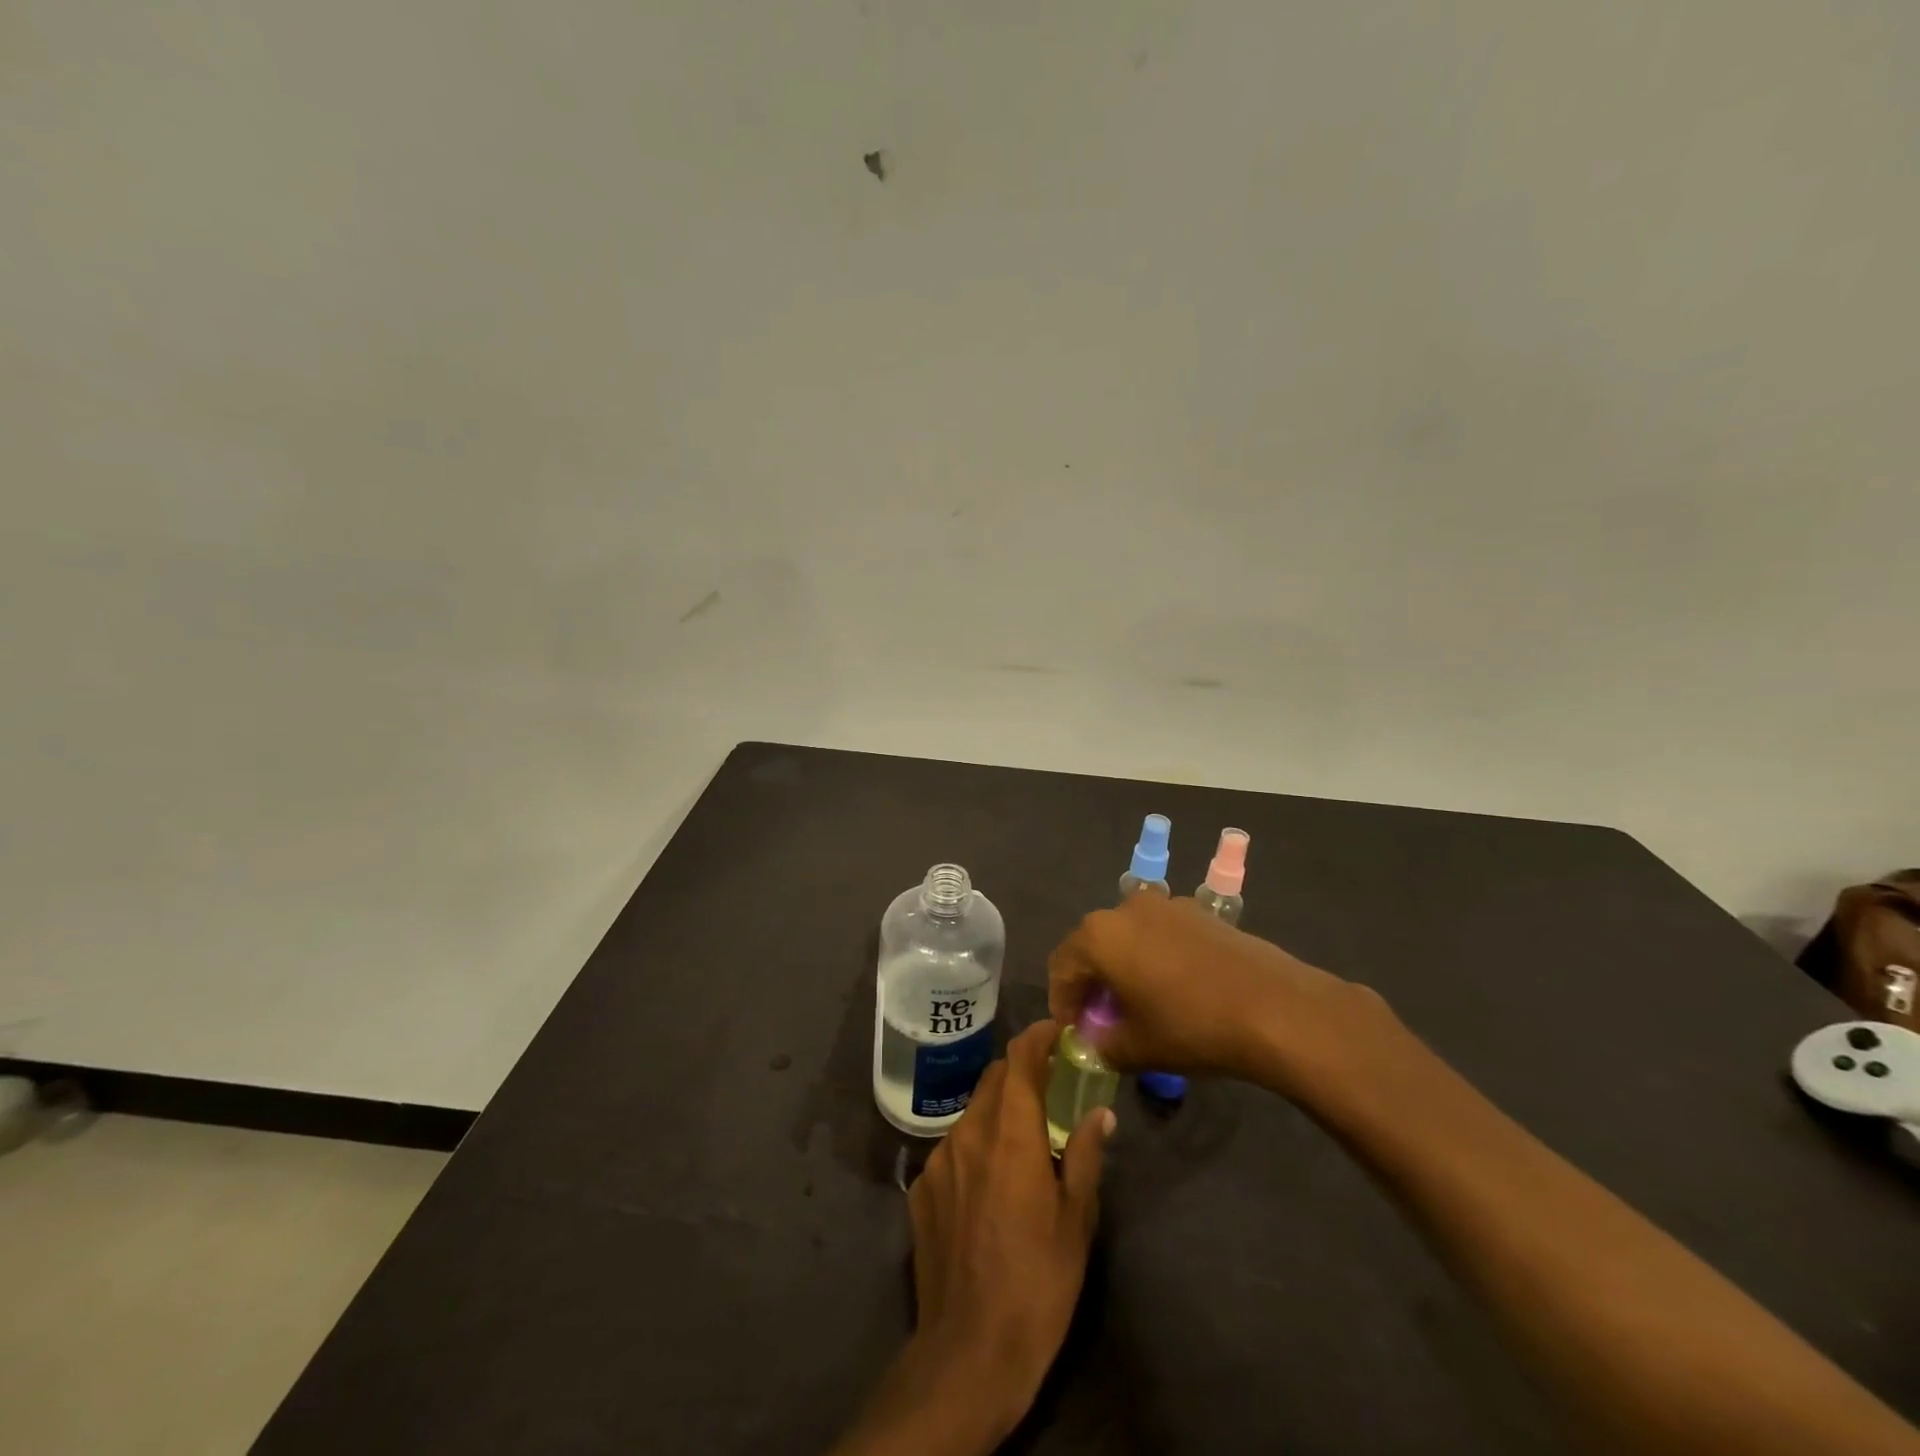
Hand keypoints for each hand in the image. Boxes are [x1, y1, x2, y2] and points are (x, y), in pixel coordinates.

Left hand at [833, 1023, 1112, 1455]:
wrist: (969, 1350)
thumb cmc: (1037, 1281)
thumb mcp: (1076, 1220)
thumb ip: (1084, 1156)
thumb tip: (1100, 1115)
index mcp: (1010, 1134)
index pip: (1019, 1059)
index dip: (1038, 1036)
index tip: (1057, 1030)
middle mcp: (968, 1133)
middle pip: (994, 1080)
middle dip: (1021, 1071)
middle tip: (1049, 1085)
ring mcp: (938, 1160)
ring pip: (972, 1113)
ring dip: (998, 1111)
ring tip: (1022, 1138)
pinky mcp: (919, 1188)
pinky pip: (952, 1149)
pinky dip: (975, 1147)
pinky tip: (989, 1183)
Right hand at [1047, 891, 1391, 1100]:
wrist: (1274, 1007)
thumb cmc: (1192, 1026)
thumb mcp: (1137, 1048)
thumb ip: (1103, 1046)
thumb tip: (1095, 1044)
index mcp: (1099, 935)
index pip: (1061, 966)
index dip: (1062, 1001)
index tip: (1073, 1032)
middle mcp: (1125, 908)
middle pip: (1092, 945)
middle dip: (1092, 982)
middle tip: (1102, 1019)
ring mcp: (1165, 904)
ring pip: (1127, 936)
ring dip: (1123, 967)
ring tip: (1138, 1004)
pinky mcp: (1198, 912)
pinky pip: (1159, 933)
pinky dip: (1153, 956)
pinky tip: (1174, 989)